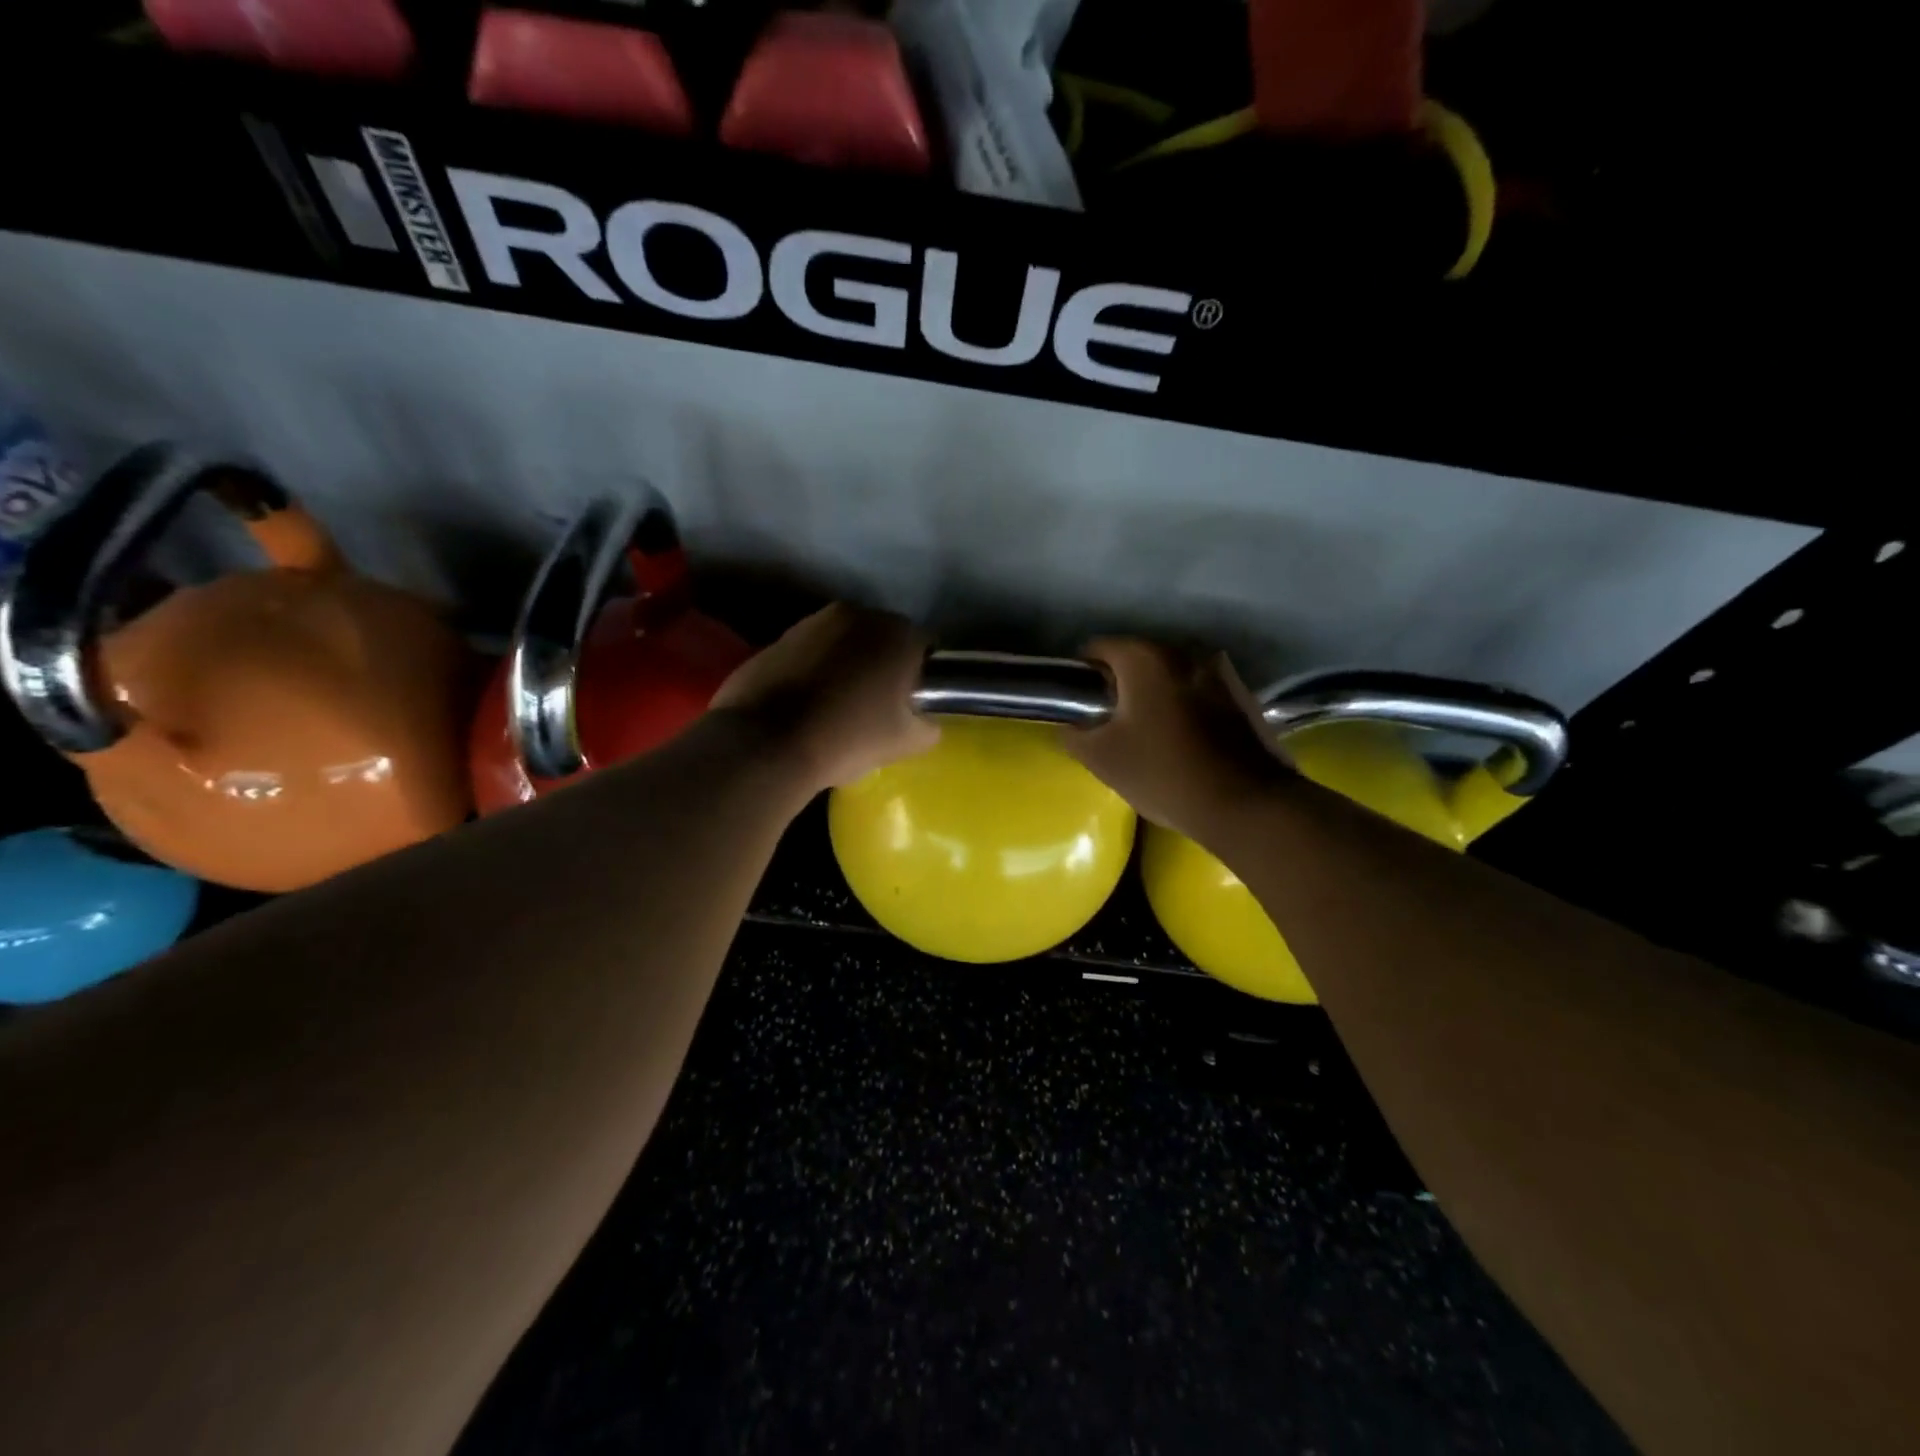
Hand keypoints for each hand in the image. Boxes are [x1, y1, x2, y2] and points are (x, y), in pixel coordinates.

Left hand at [711, 603, 939, 792]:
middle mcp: (856, 615)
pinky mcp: (776, 639)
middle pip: (881, 638)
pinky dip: (814, 670)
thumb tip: (925, 722)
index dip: (922, 675)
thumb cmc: (848, 737)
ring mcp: (811, 623)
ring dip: (847, 664)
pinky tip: (807, 704)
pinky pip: (809, 653)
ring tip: (839, 704)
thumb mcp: (904, 743)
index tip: (913, 702)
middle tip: (878, 704)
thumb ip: (927, 726)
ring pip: (843, 642)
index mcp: (895, 634)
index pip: (925, 647)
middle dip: (883, 664)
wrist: (766, 744)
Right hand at [1065, 638, 1292, 838]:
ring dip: (1156, 695)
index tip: (1079, 704)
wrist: (1247, 804)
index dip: (1082, 674)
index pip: (1099, 648)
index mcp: (1146, 658)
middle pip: (1138, 659)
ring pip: (1172, 676)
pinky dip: (1185, 707)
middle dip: (1121, 685)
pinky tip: (1184, 741)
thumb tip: (1072, 726)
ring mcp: (1221, 672)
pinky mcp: (1244, 697)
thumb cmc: (1164, 773)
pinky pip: (1200, 693)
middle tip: (1110, 722)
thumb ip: (1075, 735)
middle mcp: (1185, 652)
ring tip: (1149, 733)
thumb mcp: (1102, 759)